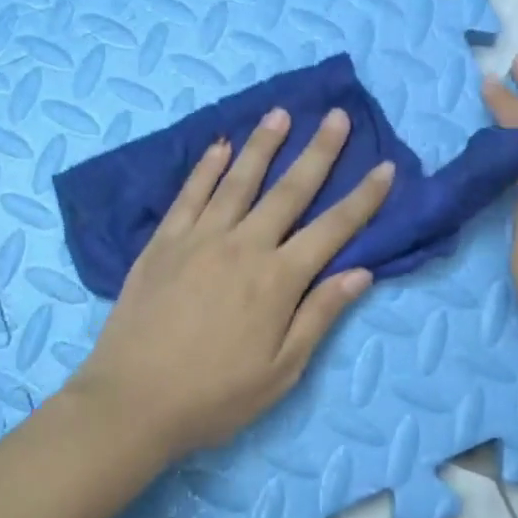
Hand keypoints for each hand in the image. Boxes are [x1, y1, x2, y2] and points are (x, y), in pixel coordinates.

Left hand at [69, 106, 394, 459]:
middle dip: (319, 152)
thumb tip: (361, 272)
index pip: (333, 229)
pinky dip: (206, 168)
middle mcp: (243, 246)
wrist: (131, 403)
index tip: (385, 168)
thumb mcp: (282, 370)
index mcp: (278, 280)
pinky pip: (189, 194)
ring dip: (262, 145)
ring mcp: (199, 239)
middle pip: (289, 190)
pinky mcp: (163, 242)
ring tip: (280, 114)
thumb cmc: (215, 396)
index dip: (363, 198)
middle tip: (337, 117)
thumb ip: (319, 315)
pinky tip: (220, 147)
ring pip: (238, 180)